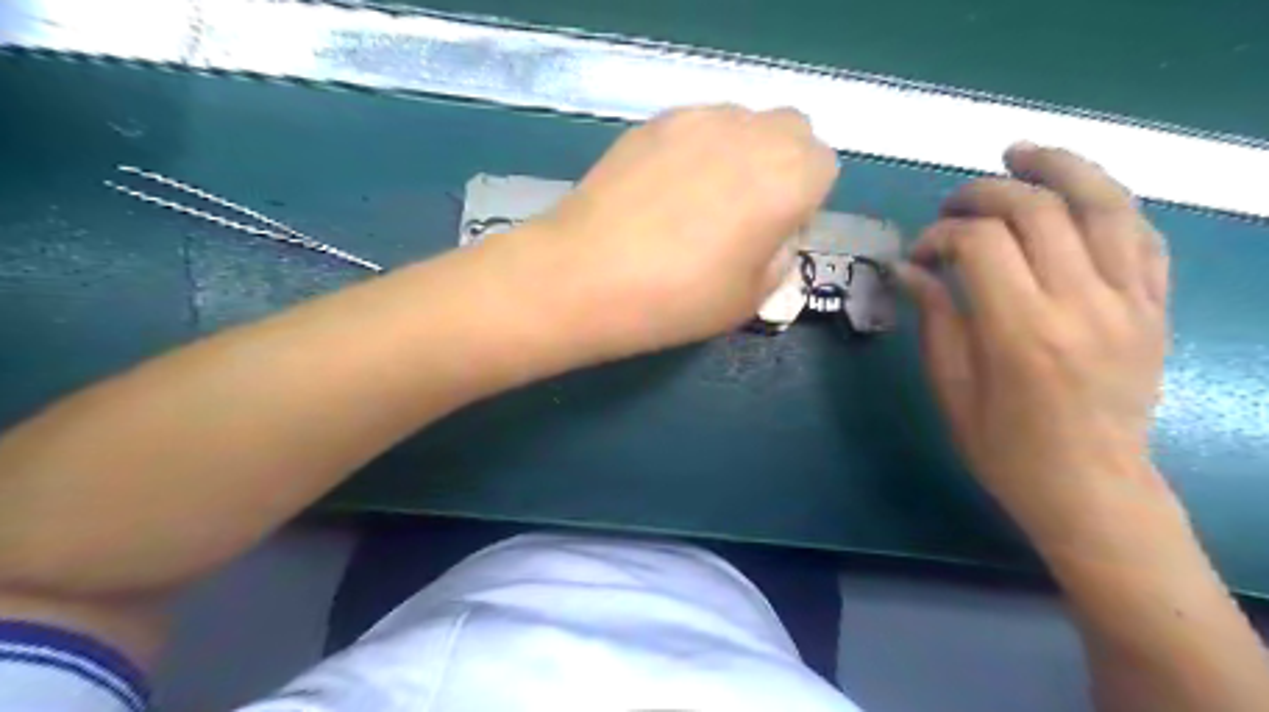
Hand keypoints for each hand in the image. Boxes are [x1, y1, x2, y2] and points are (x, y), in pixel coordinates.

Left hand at [506, 102, 840, 360]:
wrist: (585, 276)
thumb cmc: (676, 299)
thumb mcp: (750, 300)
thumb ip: (780, 259)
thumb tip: (774, 237)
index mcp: (788, 178)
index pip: (824, 166)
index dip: (804, 201)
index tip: (774, 233)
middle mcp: (751, 134)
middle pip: (791, 130)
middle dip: (782, 165)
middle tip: (745, 213)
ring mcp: (698, 119)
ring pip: (743, 122)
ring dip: (740, 153)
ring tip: (700, 200)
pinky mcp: (654, 122)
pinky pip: (698, 125)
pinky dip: (698, 149)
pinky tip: (664, 191)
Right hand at [895, 144, 1173, 544]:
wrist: (1093, 489)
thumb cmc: (1005, 449)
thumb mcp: (952, 389)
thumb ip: (935, 318)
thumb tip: (909, 268)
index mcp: (1022, 333)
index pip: (981, 245)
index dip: (941, 234)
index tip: (920, 251)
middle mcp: (1083, 306)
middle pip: (1038, 211)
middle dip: (986, 193)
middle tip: (953, 204)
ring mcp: (1131, 303)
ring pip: (1105, 205)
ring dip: (1060, 168)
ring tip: (1022, 153)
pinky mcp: (1155, 308)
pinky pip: (1142, 235)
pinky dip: (1106, 203)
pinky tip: (1076, 196)